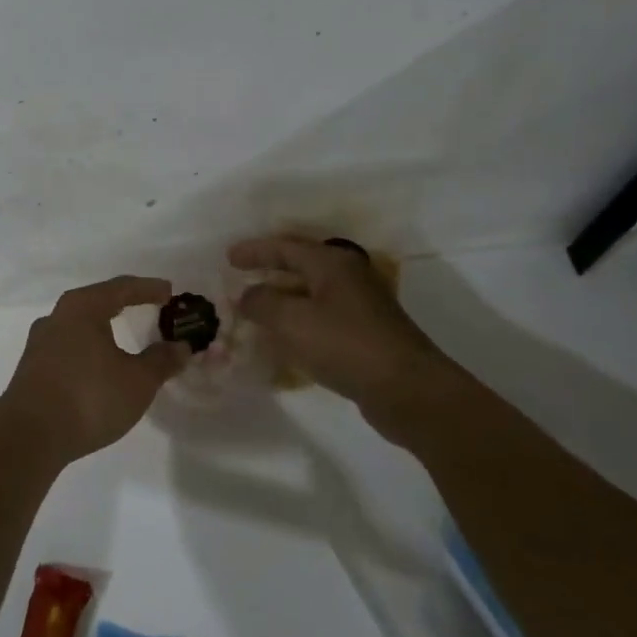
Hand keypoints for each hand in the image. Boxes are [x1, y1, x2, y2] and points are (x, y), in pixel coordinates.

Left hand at [0, 275, 190, 467]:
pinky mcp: (32, 367)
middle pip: (97, 301)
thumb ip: (162, 361)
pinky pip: (68, 346)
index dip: (148, 289)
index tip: (169, 291)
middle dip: (124, 304)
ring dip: (104, 327)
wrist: (29, 435)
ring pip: (79, 325)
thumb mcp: (137, 381)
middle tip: (149, 308)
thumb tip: (181, 346)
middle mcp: (57, 316)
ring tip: (124, 336)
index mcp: (82, 307)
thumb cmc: (89, 397)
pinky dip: (89, 347)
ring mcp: (40, 342)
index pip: (121, 288)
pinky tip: (98, 364)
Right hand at [230, 236, 461, 442]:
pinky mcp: (365, 334)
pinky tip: (284, 339)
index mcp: (331, 263)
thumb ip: (261, 303)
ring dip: (282, 299)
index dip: (254, 251)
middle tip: (240, 278)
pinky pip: (321, 318)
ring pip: (311, 294)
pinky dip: (298, 322)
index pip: (285, 247)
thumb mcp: (292, 321)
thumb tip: (246, 296)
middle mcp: (347, 277)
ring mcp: (360, 306)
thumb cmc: (346, 345)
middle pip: (300, 266)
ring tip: (256, 310)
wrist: (408, 390)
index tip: (228, 258)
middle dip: (269, 272)